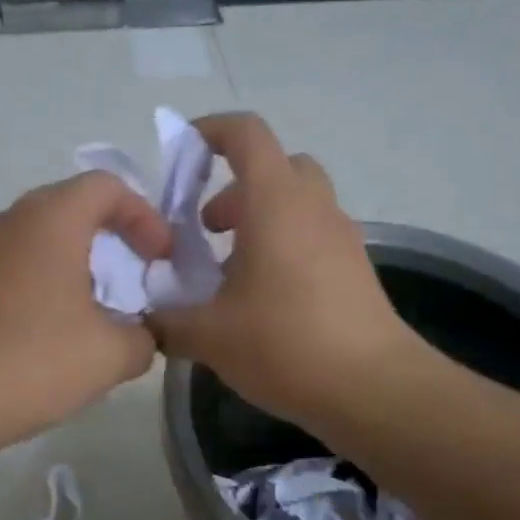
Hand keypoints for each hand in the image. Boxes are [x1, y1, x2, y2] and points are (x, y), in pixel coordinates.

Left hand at [0, 172, 172, 458]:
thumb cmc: (30, 360)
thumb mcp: (109, 355)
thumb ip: (142, 338)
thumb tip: (139, 336)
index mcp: (51, 219)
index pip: (107, 186)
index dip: (144, 215)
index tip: (160, 259)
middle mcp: (10, 222)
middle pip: (71, 208)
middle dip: (111, 237)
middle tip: (135, 278)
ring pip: (40, 241)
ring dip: (76, 266)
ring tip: (98, 313)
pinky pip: (14, 269)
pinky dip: (44, 286)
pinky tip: (52, 336)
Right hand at [150, 112, 430, 427]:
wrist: (373, 388)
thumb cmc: (285, 343)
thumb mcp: (208, 335)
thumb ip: (166, 321)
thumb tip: (146, 320)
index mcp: (275, 202)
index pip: (246, 134)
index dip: (210, 131)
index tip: (182, 153)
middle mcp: (312, 207)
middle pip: (275, 166)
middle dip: (235, 187)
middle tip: (207, 228)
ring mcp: (341, 236)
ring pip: (296, 202)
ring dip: (259, 219)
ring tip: (229, 271)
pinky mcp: (354, 268)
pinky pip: (312, 234)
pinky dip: (282, 245)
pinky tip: (261, 298)